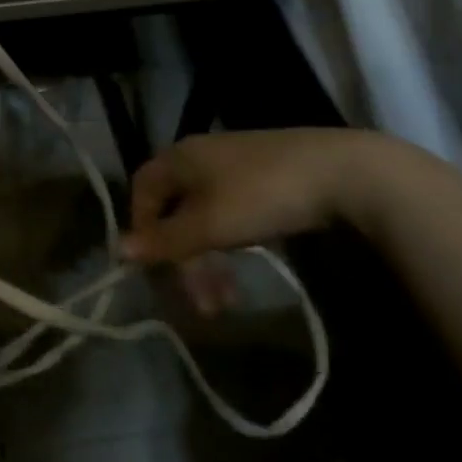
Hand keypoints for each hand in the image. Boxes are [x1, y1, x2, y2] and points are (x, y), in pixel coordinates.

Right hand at [123, 129, 386, 313]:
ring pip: (205, 217)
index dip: (142, 230)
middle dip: (184, 261)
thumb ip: (165, 240)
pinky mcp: (265, 177)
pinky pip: (230, 214)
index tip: (155, 270)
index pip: (143, 191)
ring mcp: (235, 165)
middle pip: (175, 210)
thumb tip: (118, 250)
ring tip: (227, 301)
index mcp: (180, 157)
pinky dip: (230, 244)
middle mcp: (201, 156)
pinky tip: (246, 267)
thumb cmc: (262, 196)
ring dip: (209, 261)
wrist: (343, 172)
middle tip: (201, 305)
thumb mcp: (209, 225)